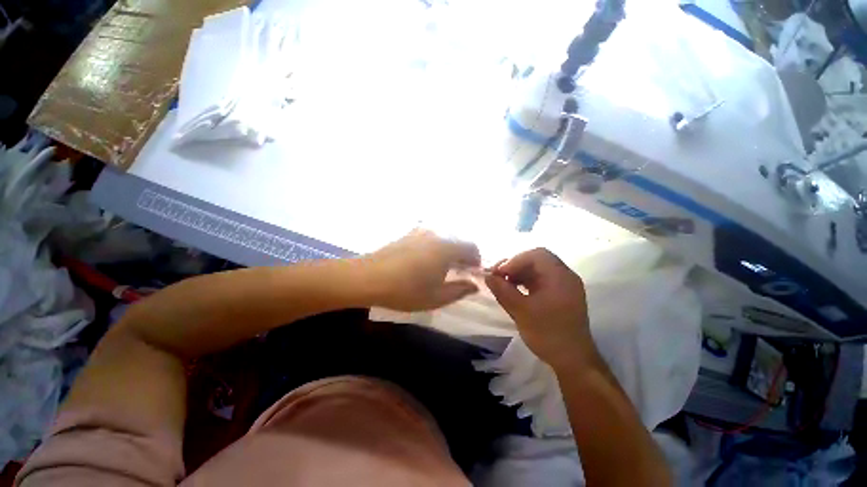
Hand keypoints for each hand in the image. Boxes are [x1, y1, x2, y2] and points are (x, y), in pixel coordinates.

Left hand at [365, 229, 480, 310]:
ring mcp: (419, 233)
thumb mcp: (436, 297)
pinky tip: (423, 262)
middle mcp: (436, 235)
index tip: (471, 273)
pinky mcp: (407, 235)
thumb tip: (475, 285)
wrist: (367, 278)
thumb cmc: (405, 290)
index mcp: (447, 248)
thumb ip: (460, 290)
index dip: (476, 260)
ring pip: (443, 240)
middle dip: (462, 257)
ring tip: (439, 269)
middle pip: (457, 242)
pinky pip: (428, 239)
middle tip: (457, 273)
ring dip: (447, 252)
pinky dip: (434, 248)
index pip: (472, 247)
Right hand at [485, 248, 597, 369]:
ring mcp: (562, 285)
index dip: (515, 260)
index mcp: (560, 277)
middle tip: (498, 276)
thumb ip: (503, 291)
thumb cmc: (549, 334)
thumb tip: (487, 276)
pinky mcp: (558, 294)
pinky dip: (524, 281)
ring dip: (518, 273)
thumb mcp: (521, 312)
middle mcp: (564, 276)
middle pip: (537, 259)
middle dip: (515, 265)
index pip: (537, 255)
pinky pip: (539, 280)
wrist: (573, 361)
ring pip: (537, 269)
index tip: (499, 273)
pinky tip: (513, 290)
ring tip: (502, 283)